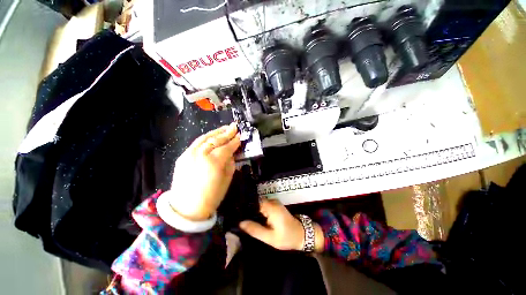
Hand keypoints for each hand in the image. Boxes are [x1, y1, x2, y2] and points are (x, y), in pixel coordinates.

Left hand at [166, 123, 240, 220]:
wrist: (187, 208)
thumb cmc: (212, 197)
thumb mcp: (227, 179)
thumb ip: (231, 163)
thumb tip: (232, 152)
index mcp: (214, 162)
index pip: (227, 147)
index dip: (235, 141)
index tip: (241, 135)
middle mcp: (201, 154)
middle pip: (216, 140)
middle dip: (227, 132)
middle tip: (234, 126)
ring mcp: (190, 153)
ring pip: (205, 138)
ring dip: (217, 132)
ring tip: (225, 128)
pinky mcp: (183, 155)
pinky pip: (197, 142)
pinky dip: (206, 137)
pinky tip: (213, 135)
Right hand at [239, 199, 323, 251]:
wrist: (301, 234)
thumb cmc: (287, 237)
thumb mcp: (270, 238)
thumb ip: (255, 229)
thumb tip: (240, 223)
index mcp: (271, 207)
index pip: (253, 202)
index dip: (244, 206)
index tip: (235, 212)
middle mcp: (272, 201)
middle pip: (255, 202)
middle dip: (247, 209)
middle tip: (237, 217)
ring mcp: (274, 202)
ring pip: (258, 204)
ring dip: (252, 210)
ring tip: (242, 217)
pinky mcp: (275, 205)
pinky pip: (263, 205)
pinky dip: (257, 211)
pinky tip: (252, 217)